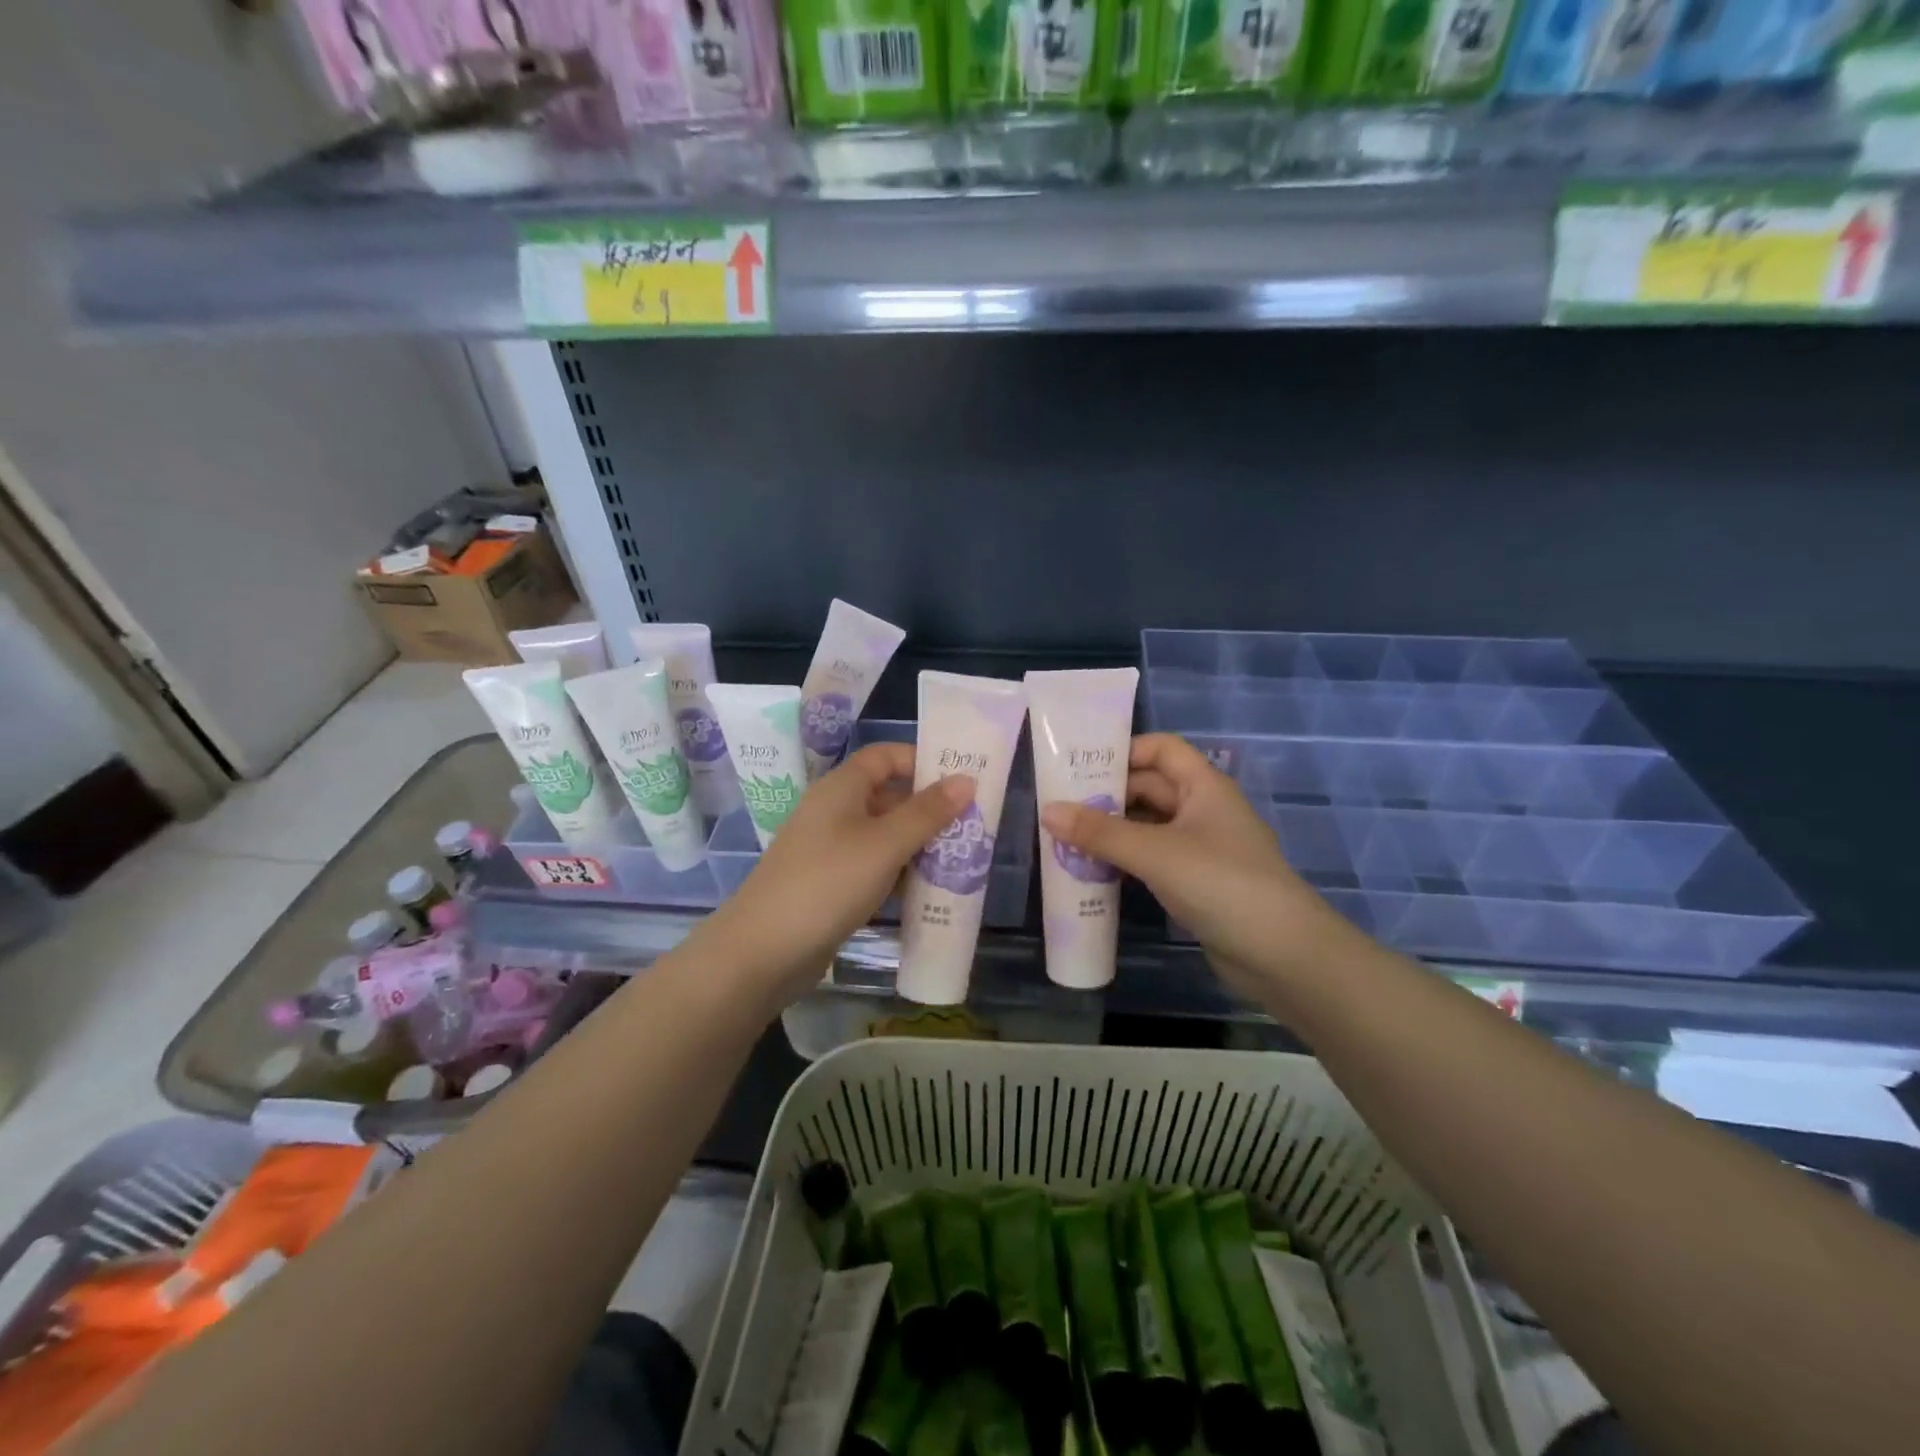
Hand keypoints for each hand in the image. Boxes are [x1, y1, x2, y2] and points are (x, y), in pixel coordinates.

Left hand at [699, 743, 973, 1005]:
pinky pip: (874, 868)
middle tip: (972, 827)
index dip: (922, 762)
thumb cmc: (828, 882)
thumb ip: (927, 812)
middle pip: (889, 797)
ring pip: (885, 836)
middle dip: (929, 810)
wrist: (763, 951)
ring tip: (962, 860)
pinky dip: (900, 875)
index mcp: (842, 788)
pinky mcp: (832, 885)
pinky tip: (928, 892)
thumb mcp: (885, 844)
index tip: (961, 781)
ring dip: (919, 846)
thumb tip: (966, 779)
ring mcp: (832, 850)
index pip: (886, 757)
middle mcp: (835, 811)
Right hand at [1040, 734, 1353, 994]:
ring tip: (1065, 840)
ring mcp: (1201, 848)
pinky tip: (1094, 872)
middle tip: (1059, 809)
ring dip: (1112, 831)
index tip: (1079, 768)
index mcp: (1204, 786)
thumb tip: (1047, 810)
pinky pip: (1153, 859)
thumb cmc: (1221, 884)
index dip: (1124, 751)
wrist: (1282, 956)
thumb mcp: (1155, 853)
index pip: (1161, 749)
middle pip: (1149, 788)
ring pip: (1148, 826)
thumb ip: (1100, 832)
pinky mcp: (1197, 882)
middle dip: (1107, 796)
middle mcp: (1203, 809)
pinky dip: (1125, 861)